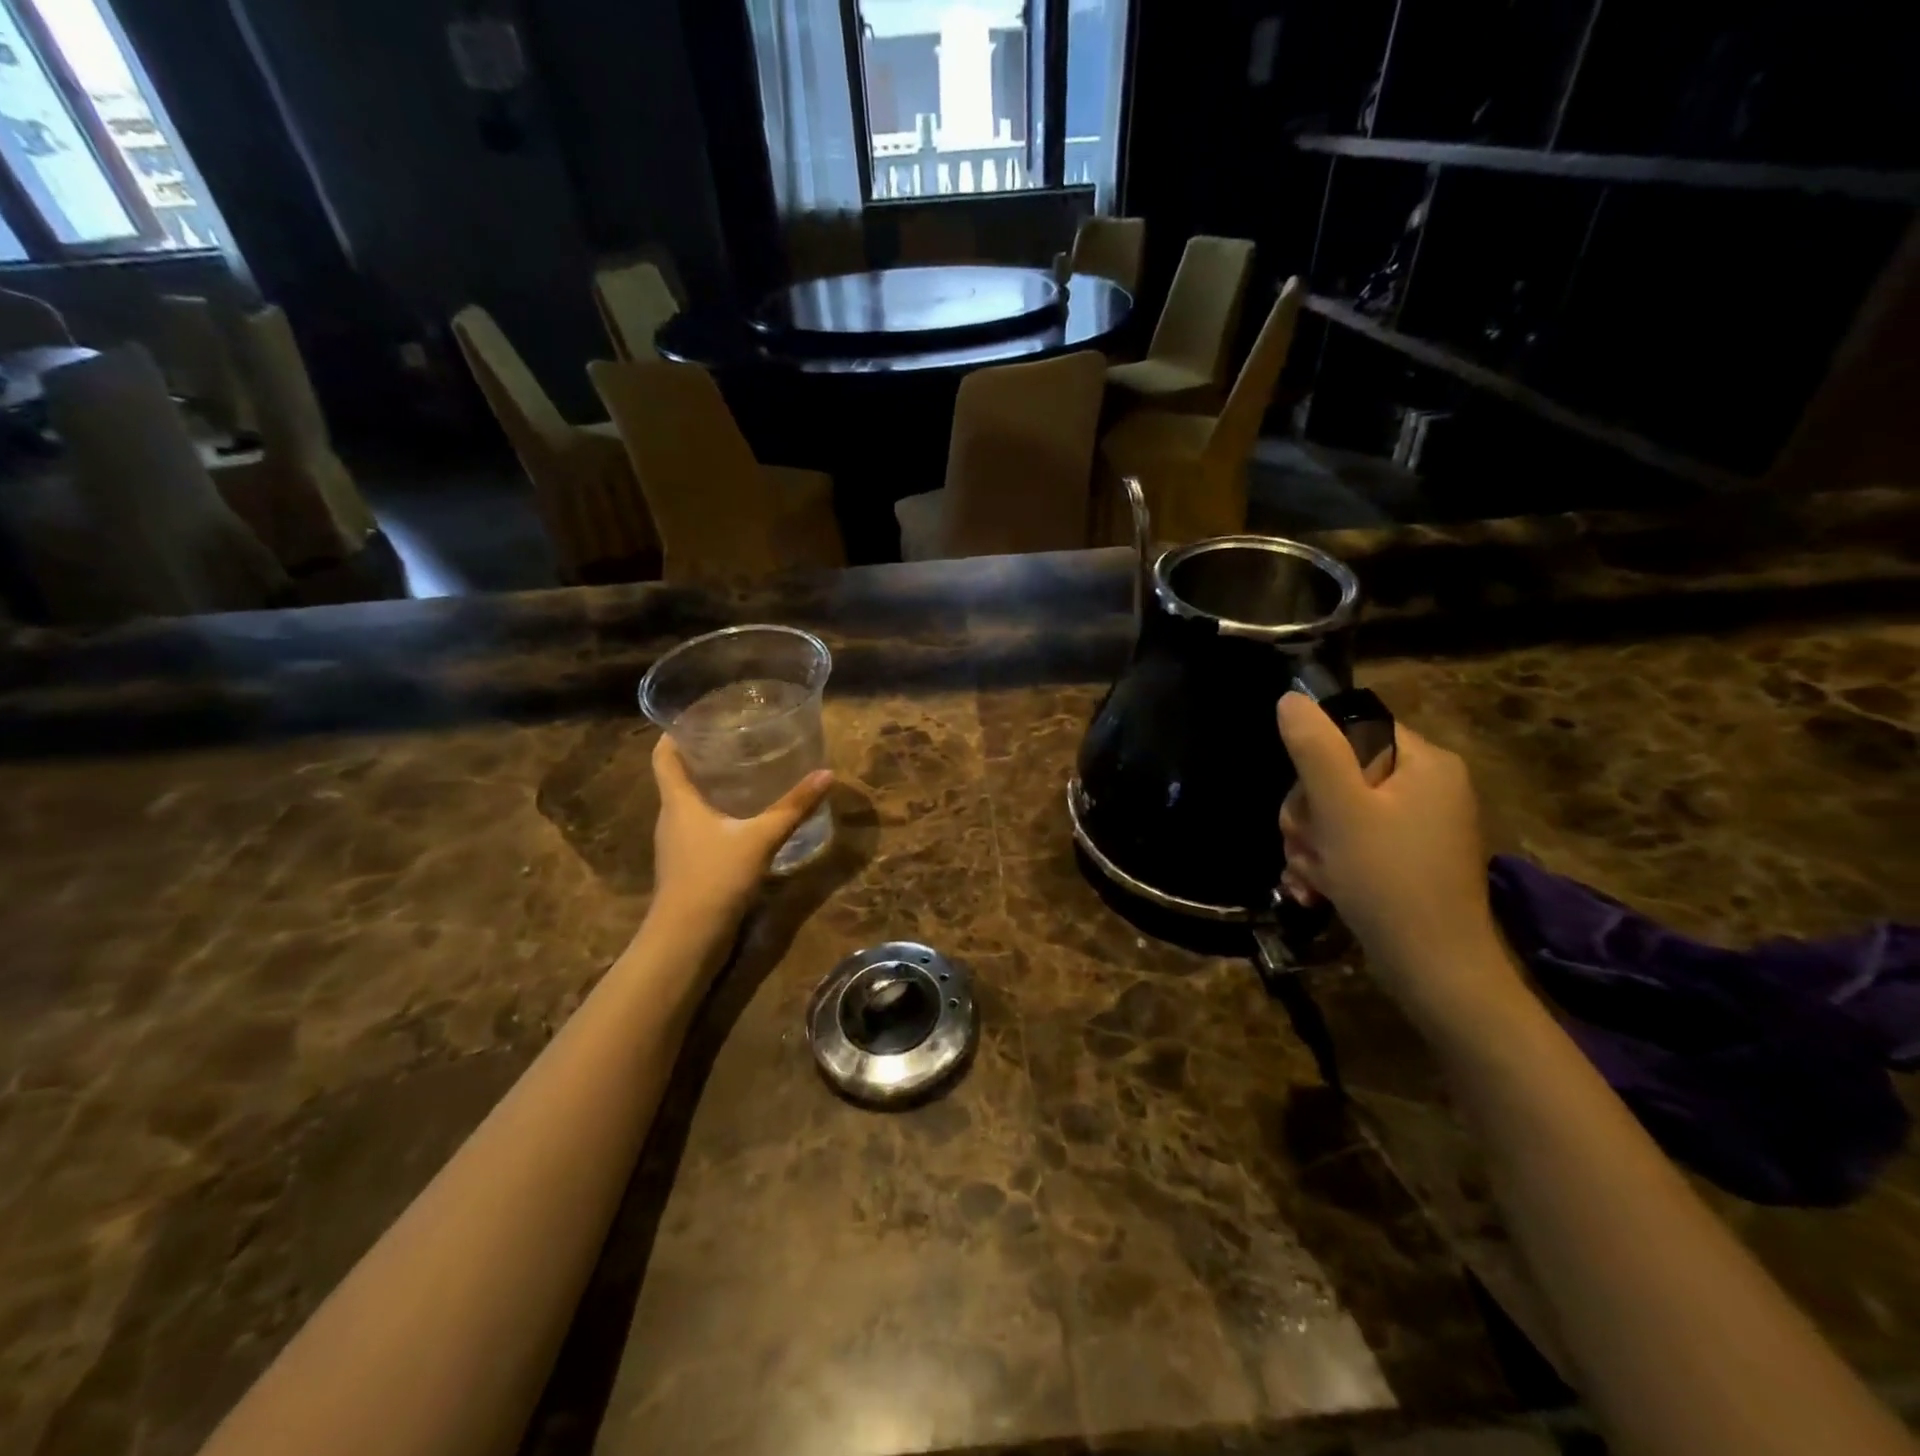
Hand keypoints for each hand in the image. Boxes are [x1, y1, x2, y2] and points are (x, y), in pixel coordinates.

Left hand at [647, 735, 832, 939]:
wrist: (687, 940)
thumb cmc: (714, 878)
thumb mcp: (760, 838)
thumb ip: (792, 807)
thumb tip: (826, 774)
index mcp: (678, 802)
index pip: (663, 756)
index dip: (675, 733)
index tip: (698, 715)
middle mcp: (671, 818)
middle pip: (678, 777)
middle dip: (703, 756)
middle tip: (737, 739)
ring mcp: (677, 845)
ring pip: (690, 804)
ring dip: (712, 787)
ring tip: (746, 772)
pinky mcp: (688, 866)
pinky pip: (700, 828)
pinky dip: (718, 815)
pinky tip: (746, 819)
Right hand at [1276, 693, 1520, 1033]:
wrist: (1435, 972)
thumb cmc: (1388, 881)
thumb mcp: (1342, 810)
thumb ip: (1314, 749)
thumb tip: (1290, 699)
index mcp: (1424, 762)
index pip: (1352, 732)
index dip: (1315, 763)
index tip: (1307, 803)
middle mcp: (1427, 786)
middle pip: (1338, 775)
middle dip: (1308, 815)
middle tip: (1305, 847)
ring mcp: (1418, 825)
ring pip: (1336, 813)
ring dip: (1311, 844)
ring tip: (1313, 878)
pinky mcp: (1406, 859)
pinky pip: (1351, 843)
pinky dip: (1328, 864)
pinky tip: (1315, 891)